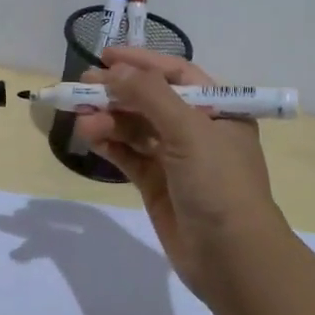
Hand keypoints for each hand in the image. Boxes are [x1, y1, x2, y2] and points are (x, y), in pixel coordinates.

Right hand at [73, 48, 286, 300]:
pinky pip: (129, 155)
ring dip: (109, 119)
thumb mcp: (189, 130)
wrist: (232, 258)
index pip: (175, 74)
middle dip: (118, 92)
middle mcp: (198, 130)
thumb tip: (114, 70)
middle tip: (82, 86)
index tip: (105, 56)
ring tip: (83, 120)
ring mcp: (176, 159)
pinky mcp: (157, 185)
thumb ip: (150, 95)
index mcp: (219, 110)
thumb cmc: (219, 184)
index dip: (141, 62)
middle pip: (151, 100)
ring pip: (136, 128)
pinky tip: (90, 137)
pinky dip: (110, 144)